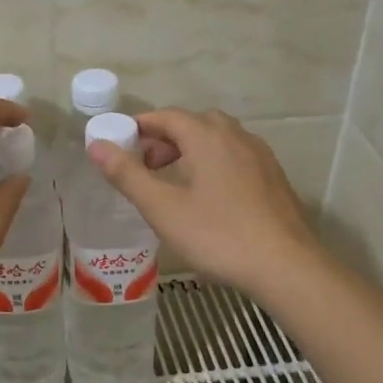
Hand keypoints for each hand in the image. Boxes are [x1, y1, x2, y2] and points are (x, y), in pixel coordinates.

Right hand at [87, 107, 319, 296]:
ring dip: (191, 150)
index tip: (120, 144)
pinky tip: (210, 197)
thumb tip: (96, 145)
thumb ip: (128, 174)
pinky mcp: (274, 178)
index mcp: (208, 137)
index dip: (140, 126)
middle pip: (194, 123)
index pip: (167, 116)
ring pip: (219, 139)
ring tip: (175, 182)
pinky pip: (236, 157)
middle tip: (146, 166)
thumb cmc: (218, 235)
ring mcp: (260, 156)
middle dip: (166, 138)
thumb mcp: (163, 208)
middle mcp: (236, 137)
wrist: (286, 266)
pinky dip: (215, 163)